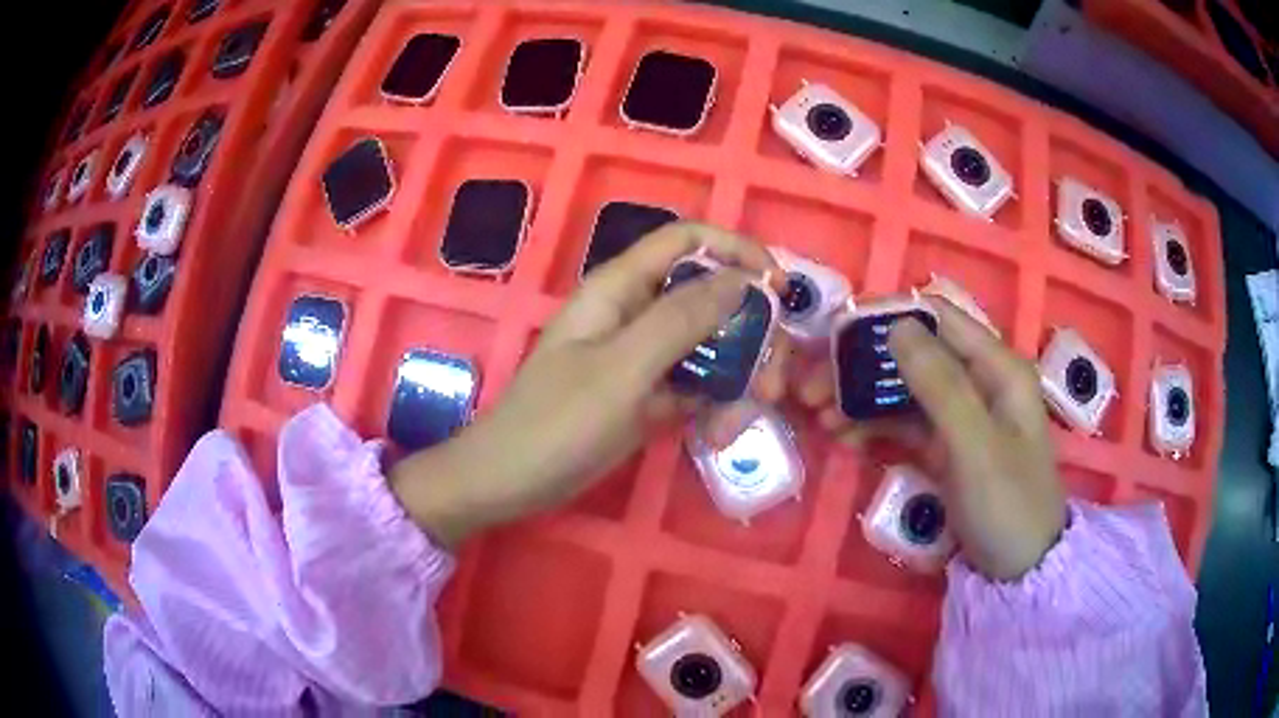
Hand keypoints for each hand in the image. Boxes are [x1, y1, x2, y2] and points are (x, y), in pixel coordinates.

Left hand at [390, 223, 788, 546]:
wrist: (512, 481)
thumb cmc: (557, 422)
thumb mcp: (623, 368)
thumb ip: (682, 318)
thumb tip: (742, 281)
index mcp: (620, 288)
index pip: (688, 241)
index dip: (736, 251)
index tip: (779, 289)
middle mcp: (635, 312)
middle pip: (709, 296)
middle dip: (749, 331)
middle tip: (773, 379)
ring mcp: (642, 355)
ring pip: (708, 344)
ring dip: (738, 374)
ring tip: (745, 416)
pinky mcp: (646, 392)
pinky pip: (694, 383)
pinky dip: (714, 403)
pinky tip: (719, 433)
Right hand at [798, 298, 1065, 580]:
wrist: (1020, 570)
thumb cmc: (1008, 505)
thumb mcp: (975, 446)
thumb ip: (940, 385)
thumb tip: (897, 326)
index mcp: (996, 367)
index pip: (938, 317)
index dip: (887, 317)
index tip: (835, 334)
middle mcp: (978, 381)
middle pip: (914, 354)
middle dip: (864, 365)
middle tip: (814, 388)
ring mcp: (961, 416)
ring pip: (904, 389)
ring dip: (862, 398)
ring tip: (821, 417)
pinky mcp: (945, 447)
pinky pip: (905, 425)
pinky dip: (875, 428)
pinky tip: (846, 440)